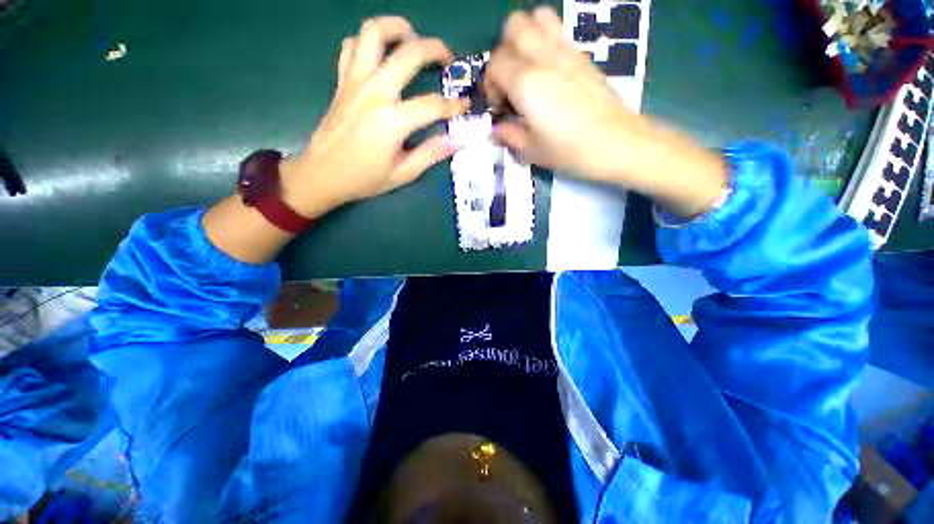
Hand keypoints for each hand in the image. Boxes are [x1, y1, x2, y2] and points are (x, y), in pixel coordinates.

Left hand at [281, 16, 469, 218]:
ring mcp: (355, 81)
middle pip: (409, 53)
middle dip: (435, 49)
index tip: (465, 104)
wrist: (322, 173)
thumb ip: (431, 154)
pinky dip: (368, 42)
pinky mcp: (342, 80)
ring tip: (412, 39)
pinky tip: (381, 55)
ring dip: (397, 28)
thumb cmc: (364, 178)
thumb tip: (457, 141)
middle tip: (447, 58)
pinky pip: (352, 45)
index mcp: (392, 121)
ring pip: (373, 32)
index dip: (454, 104)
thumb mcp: (403, 174)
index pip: (433, 105)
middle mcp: (374, 92)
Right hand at [485, 8, 726, 216]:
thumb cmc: (570, 150)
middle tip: (509, 83)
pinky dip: (544, 41)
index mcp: (526, 83)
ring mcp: (565, 51)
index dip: (490, 85)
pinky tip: (547, 71)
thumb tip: (496, 129)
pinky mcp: (581, 54)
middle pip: (512, 28)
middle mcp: (543, 58)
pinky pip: (557, 30)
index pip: (495, 63)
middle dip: (503, 54)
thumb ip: (509, 135)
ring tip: (526, 69)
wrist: (616, 142)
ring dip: (524, 38)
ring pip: (536, 18)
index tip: (500, 107)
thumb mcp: (532, 151)